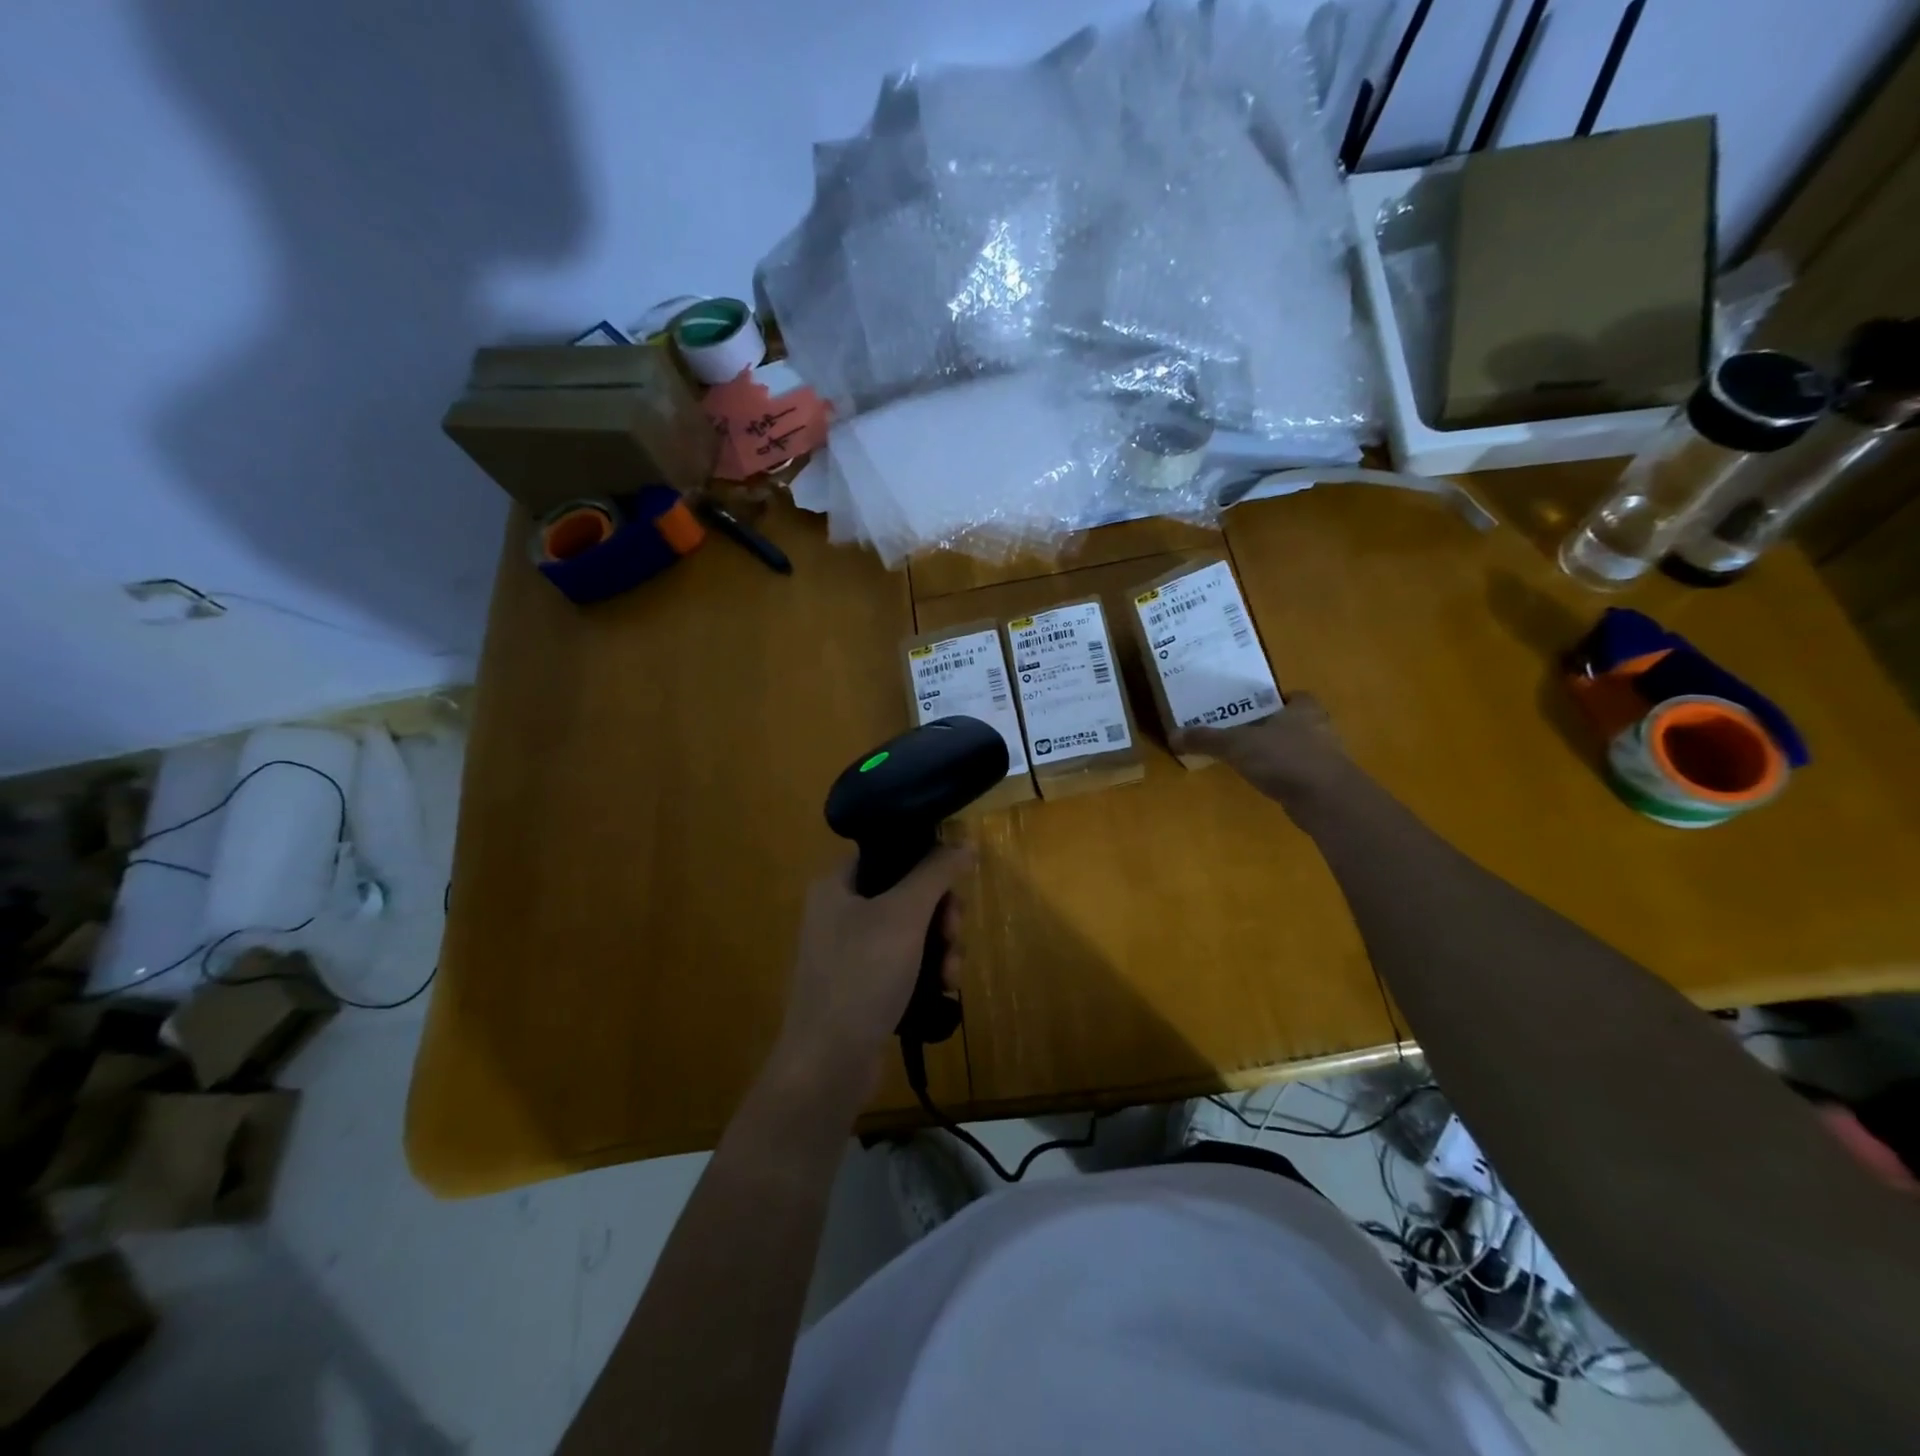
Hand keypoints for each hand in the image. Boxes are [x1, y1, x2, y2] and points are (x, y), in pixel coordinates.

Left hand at [767, 846, 972, 1112]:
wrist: (828, 1064)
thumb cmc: (862, 975)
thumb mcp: (904, 915)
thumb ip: (935, 873)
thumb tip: (963, 840)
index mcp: (836, 885)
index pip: (888, 853)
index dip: (925, 861)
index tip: (954, 883)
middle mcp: (839, 913)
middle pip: (906, 894)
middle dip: (940, 914)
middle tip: (953, 932)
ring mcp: (850, 952)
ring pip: (911, 931)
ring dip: (940, 947)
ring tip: (950, 973)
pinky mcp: (863, 987)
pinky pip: (905, 964)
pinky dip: (927, 972)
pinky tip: (943, 990)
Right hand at [1173, 692, 1352, 807]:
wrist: (1326, 800)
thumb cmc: (1285, 758)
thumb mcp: (1236, 745)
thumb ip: (1206, 739)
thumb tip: (1172, 734)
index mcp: (1304, 709)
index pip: (1294, 696)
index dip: (1276, 700)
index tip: (1254, 708)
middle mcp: (1320, 728)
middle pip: (1295, 721)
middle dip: (1274, 726)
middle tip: (1245, 732)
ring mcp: (1327, 757)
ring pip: (1300, 747)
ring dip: (1281, 752)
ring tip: (1252, 759)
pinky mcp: (1326, 784)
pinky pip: (1302, 772)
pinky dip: (1286, 775)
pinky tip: (1267, 782)